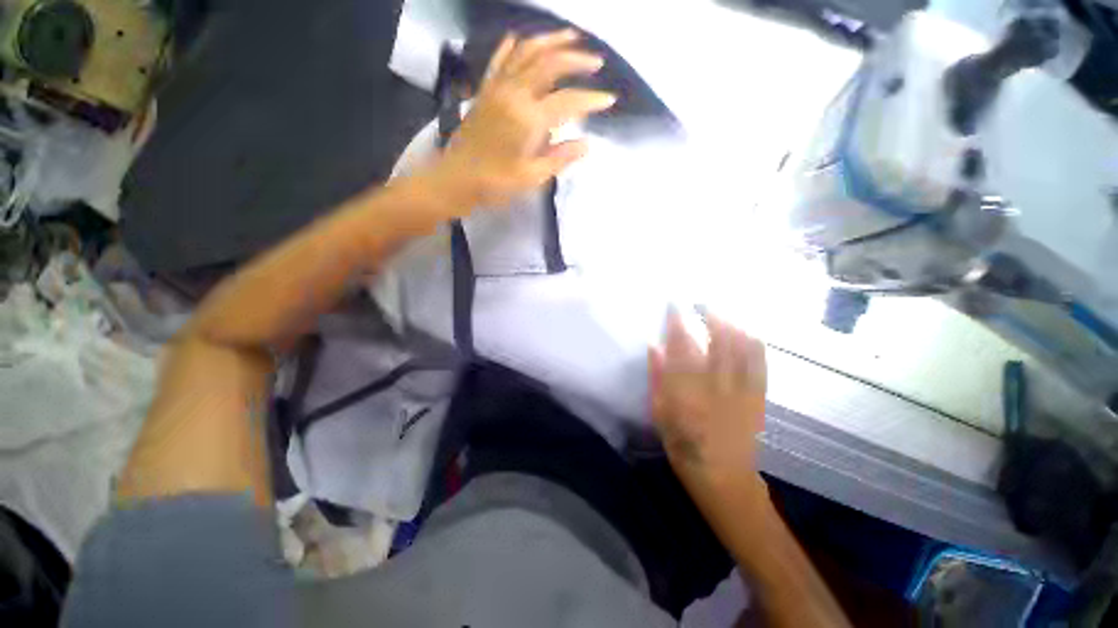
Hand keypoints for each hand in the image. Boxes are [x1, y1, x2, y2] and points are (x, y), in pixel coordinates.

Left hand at [426, 30, 615, 211]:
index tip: (609, 100)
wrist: (456, 179)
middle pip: (549, 64)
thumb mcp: (531, 177)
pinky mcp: (485, 90)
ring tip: (571, 37)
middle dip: (576, 59)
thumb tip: (586, 144)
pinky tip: (522, 39)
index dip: (591, 99)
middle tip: (596, 61)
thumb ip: (559, 158)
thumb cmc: (495, 183)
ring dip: (550, 41)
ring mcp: (497, 87)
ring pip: (526, 52)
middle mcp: (514, 93)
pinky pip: (500, 59)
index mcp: (528, 118)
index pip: (567, 102)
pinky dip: (513, 46)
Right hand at [648, 310, 767, 493]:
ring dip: (734, 324)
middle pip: (718, 340)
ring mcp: (741, 389)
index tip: (674, 304)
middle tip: (705, 300)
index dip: (678, 321)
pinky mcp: (758, 396)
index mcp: (687, 389)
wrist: (723, 476)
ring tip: (725, 309)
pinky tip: (749, 331)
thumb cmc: (683, 444)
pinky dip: (755, 343)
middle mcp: (716, 384)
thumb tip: (654, 345)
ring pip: (742, 348)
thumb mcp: (659, 413)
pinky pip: (760, 363)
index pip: (682, 345)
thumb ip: (656, 377)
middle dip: (713, 315)